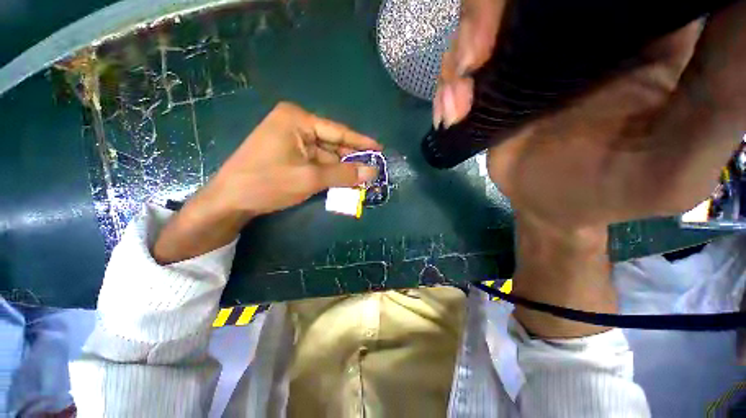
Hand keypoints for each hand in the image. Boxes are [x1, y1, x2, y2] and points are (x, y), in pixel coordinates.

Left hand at [153, 102, 381, 263]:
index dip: (361, 142)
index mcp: (297, 120)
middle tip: (372, 171)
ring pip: (325, 156)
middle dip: (351, 160)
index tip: (380, 148)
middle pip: (332, 144)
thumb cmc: (268, 183)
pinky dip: (329, 174)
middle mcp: (295, 125)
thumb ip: (344, 174)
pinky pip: (316, 163)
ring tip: (361, 180)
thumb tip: (373, 171)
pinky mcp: (288, 155)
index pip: (338, 131)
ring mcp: (290, 141)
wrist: (229, 201)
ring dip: (341, 170)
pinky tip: (342, 183)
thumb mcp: (310, 178)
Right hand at [440, 1, 745, 336]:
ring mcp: (531, 47)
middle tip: (474, 60)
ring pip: (485, 18)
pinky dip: (447, 83)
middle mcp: (587, 21)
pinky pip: (461, 61)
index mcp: (647, 29)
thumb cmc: (612, 192)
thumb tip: (742, 18)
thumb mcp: (677, 166)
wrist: (547, 204)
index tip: (545, 11)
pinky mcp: (496, 75)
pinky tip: (450, 114)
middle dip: (488, 12)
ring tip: (457, 106)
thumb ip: (720, 102)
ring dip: (460, 57)